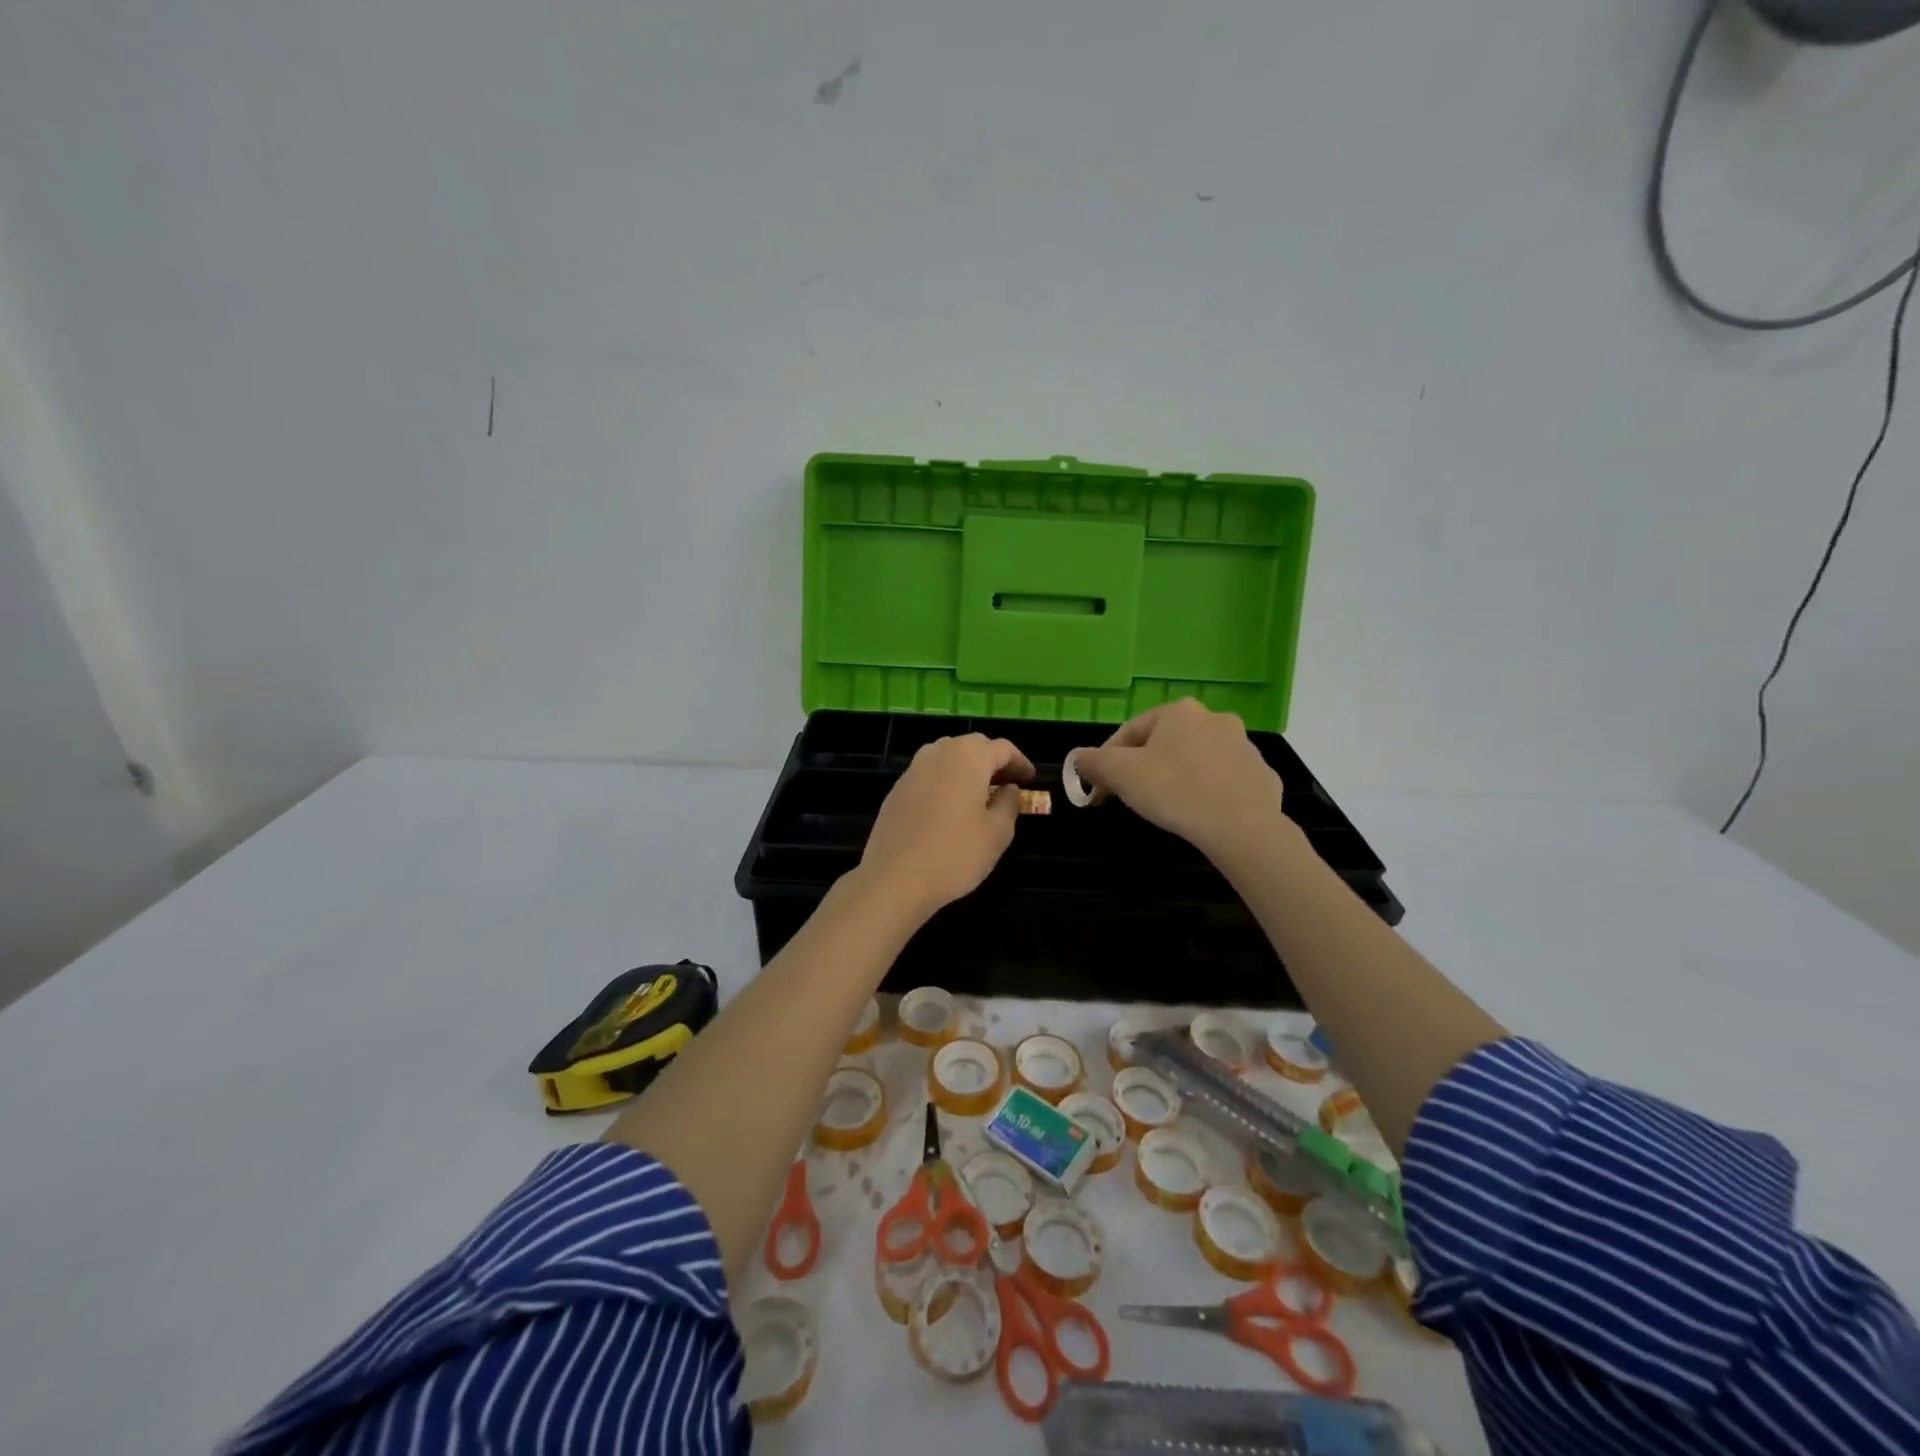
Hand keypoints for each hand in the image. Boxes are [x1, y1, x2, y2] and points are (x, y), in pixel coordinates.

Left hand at [858, 734, 1034, 921]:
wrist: (895, 878)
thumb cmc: (955, 854)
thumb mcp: (998, 833)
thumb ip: (1009, 803)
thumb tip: (1008, 789)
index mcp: (968, 757)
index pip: (1002, 748)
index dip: (1020, 762)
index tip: (1031, 779)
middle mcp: (938, 753)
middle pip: (972, 746)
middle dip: (993, 761)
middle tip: (1007, 784)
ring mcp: (913, 770)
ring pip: (947, 757)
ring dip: (967, 769)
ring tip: (980, 794)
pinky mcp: (896, 789)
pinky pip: (928, 775)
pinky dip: (945, 782)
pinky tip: (950, 808)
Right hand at [1071, 699, 1284, 858]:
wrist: (1241, 826)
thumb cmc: (1173, 790)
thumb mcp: (1120, 774)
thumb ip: (1093, 762)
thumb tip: (1078, 758)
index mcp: (1179, 712)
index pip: (1131, 731)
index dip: (1108, 759)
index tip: (1099, 786)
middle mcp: (1215, 719)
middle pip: (1167, 743)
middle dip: (1146, 765)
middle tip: (1132, 794)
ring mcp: (1245, 747)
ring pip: (1199, 760)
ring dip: (1181, 776)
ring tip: (1169, 806)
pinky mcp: (1263, 776)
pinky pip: (1227, 781)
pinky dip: (1212, 792)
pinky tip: (1202, 813)